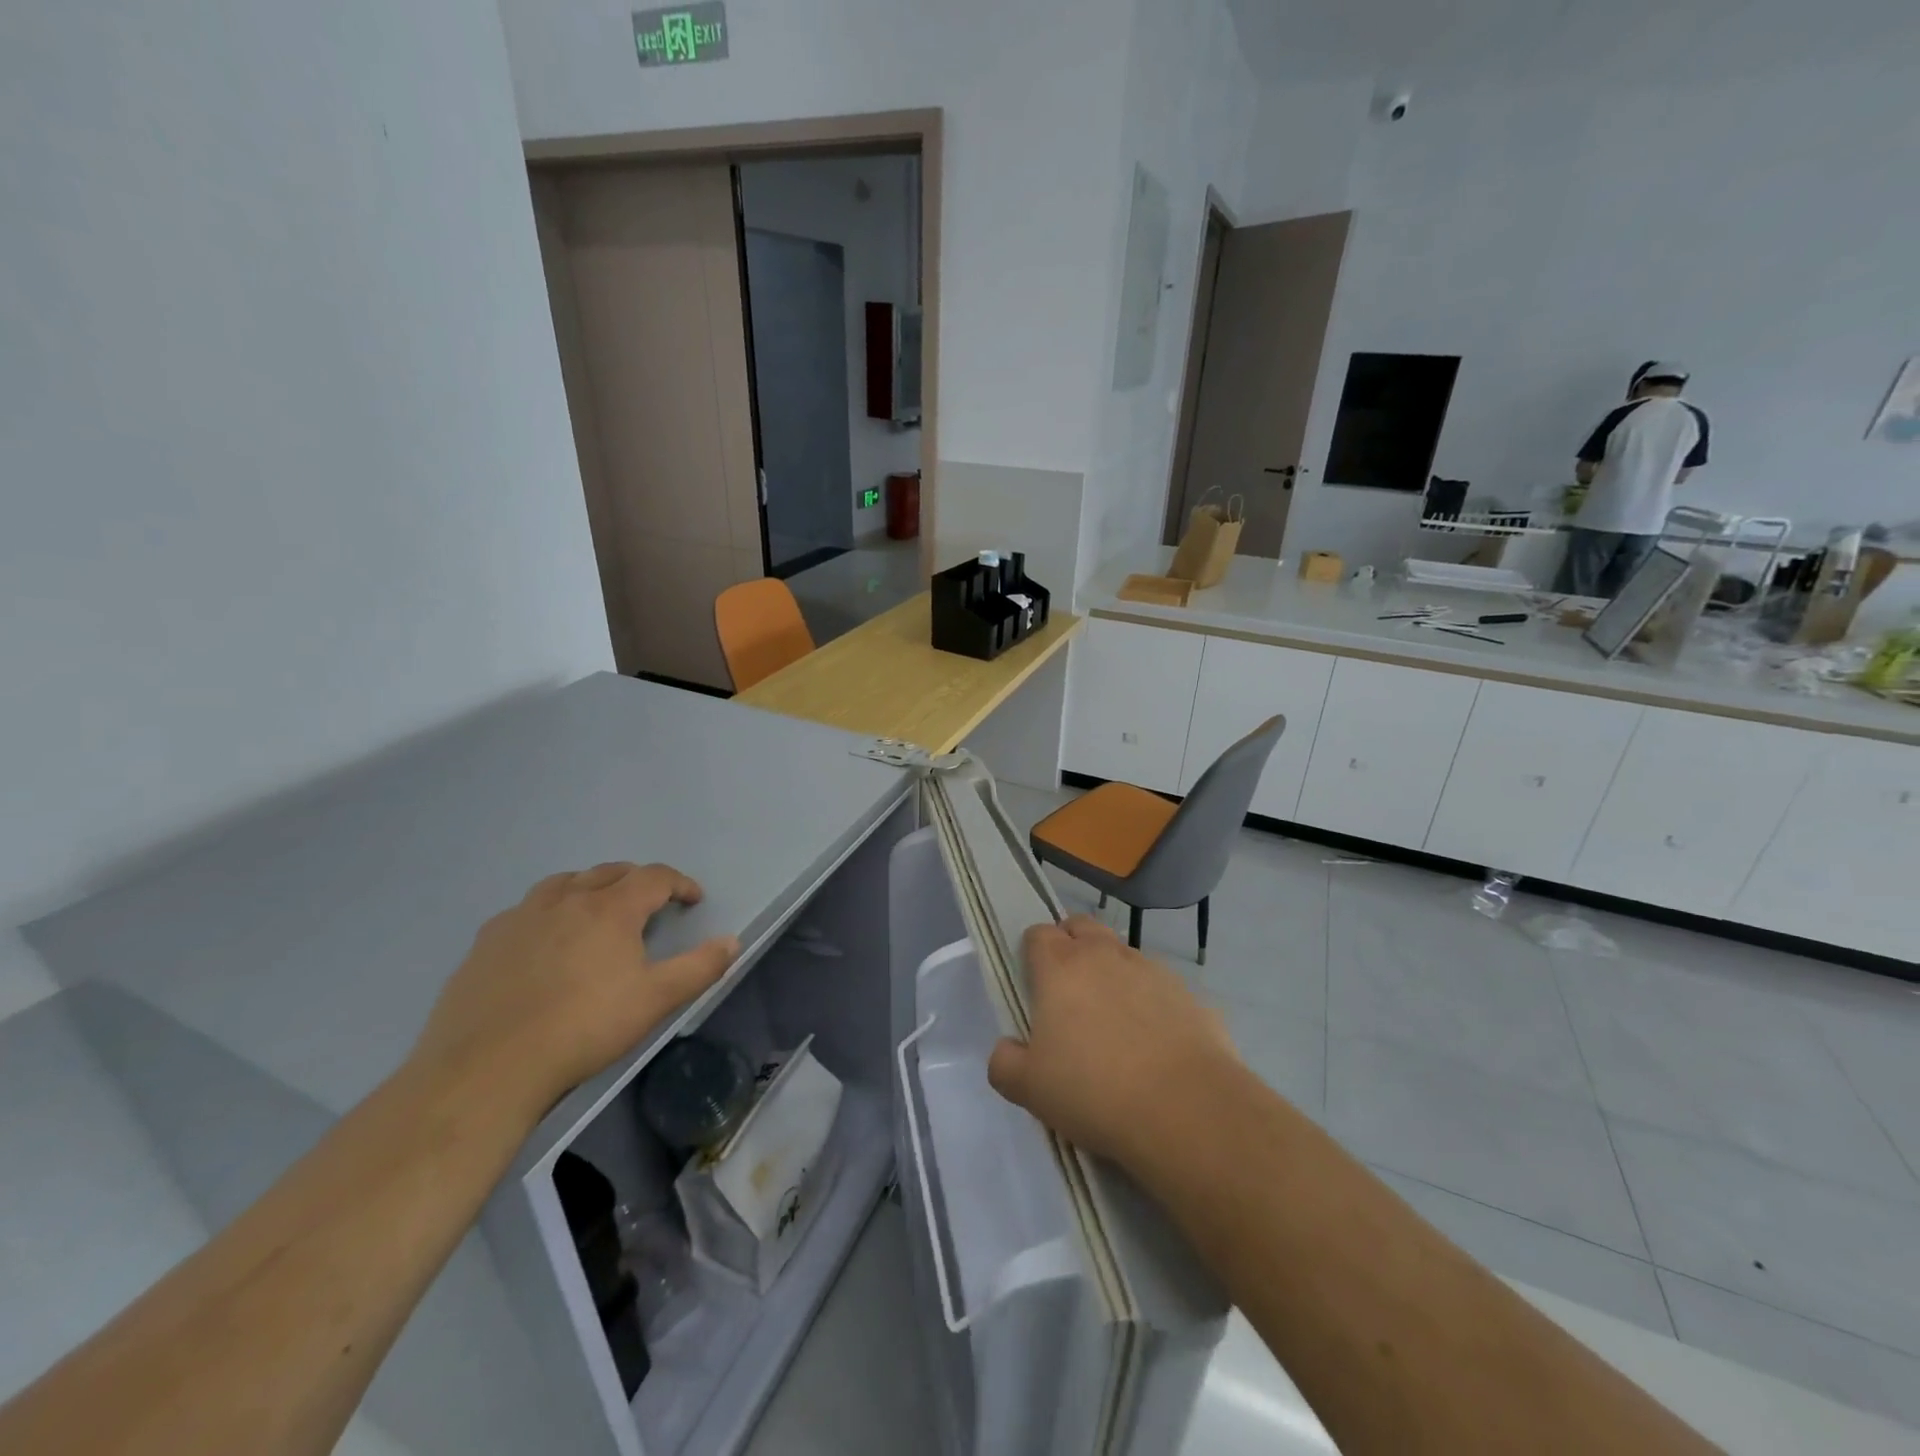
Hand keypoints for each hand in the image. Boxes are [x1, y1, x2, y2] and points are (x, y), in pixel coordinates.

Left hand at [413, 863, 738, 1114]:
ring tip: (598, 909)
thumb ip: (699, 967)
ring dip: (590, 887)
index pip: (654, 877)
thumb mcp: (654, 1000)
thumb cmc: (583, 1028)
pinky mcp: (486, 941)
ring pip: (564, 883)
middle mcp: (566, 899)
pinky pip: (527, 910)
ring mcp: (521, 916)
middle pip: (610, 872)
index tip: (692, 899)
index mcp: (610, 908)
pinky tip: (546, 940)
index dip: (679, 883)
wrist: (487, 1068)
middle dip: (637, 881)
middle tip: (651, 904)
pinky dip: (549, 911)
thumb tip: (732, 941)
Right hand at [987, 916, 1239, 1171]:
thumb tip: (1007, 1048)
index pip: (1038, 934)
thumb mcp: (1029, 1089)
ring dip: (1111, 972)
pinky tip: (1155, 1043)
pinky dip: (1150, 1001)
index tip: (1034, 986)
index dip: (1033, 954)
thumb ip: (1005, 1063)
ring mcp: (1151, 969)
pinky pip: (1159, 985)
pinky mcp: (1189, 993)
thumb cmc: (1094, 1092)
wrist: (1187, 1111)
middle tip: (1069, 993)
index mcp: (1060, 967)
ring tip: (1114, 1021)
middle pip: (1081, 927)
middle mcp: (1105, 955)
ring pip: (1122, 953)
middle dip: (1071, 946)